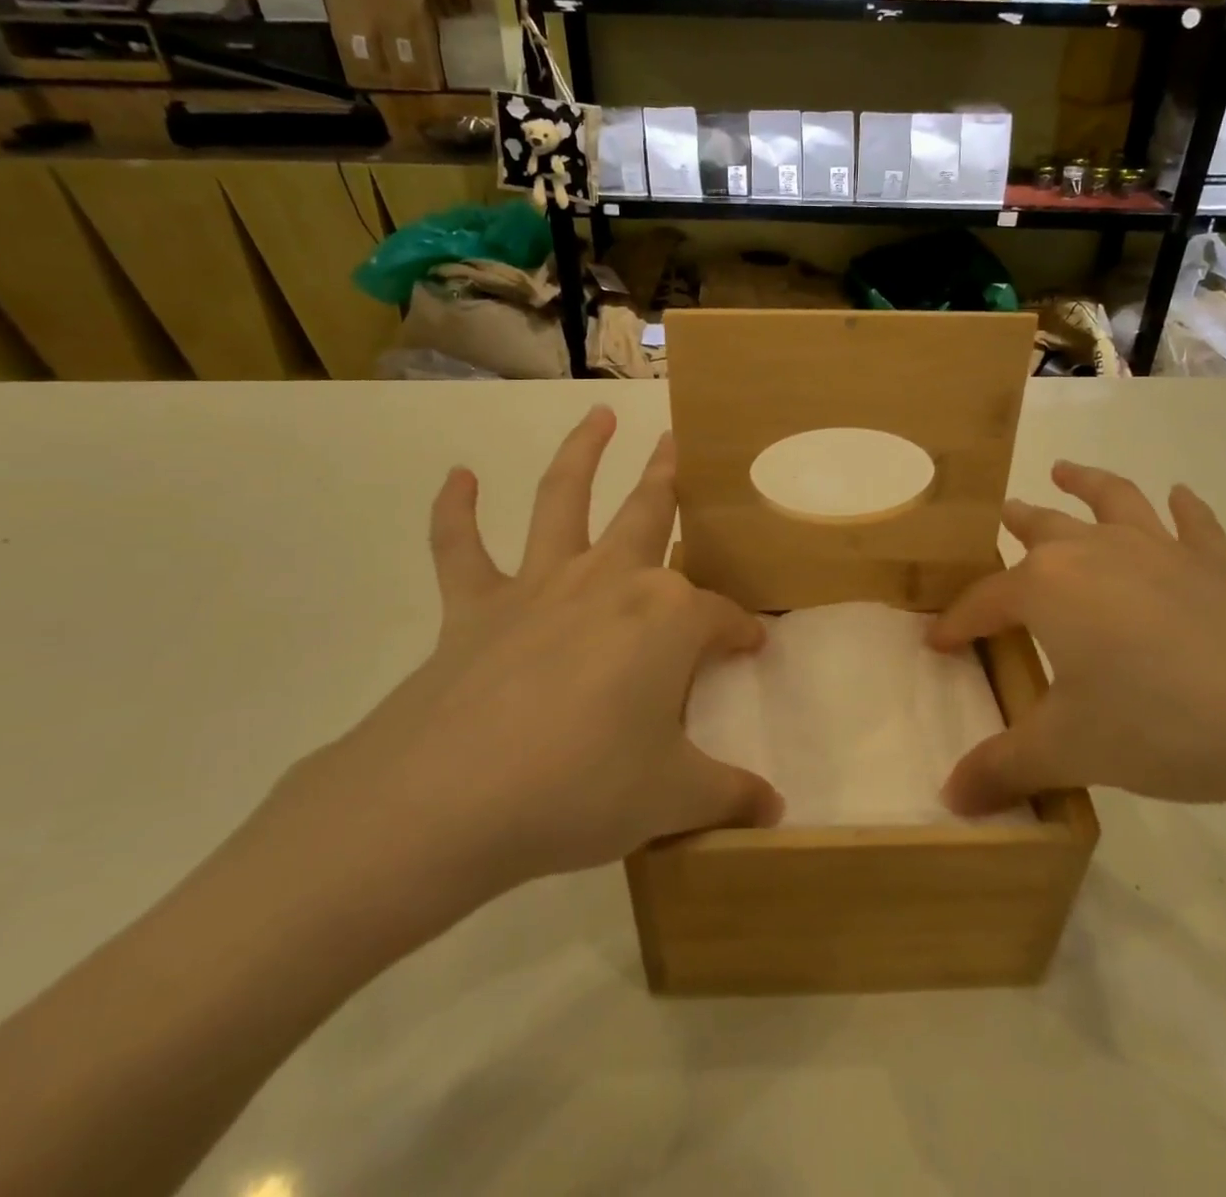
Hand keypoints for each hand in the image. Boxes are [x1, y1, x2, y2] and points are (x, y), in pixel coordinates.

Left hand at [253, 407, 781, 955]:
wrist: (450, 801)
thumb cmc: (582, 789)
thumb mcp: (672, 799)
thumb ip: (729, 797)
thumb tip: (775, 813)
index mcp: (668, 619)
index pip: (722, 617)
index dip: (742, 632)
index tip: (752, 645)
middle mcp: (610, 582)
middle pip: (650, 516)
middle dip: (671, 478)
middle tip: (678, 442)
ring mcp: (539, 586)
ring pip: (563, 499)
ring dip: (581, 452)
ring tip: (597, 414)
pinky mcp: (475, 606)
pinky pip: (460, 548)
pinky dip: (454, 511)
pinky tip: (457, 476)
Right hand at [930, 461, 1225, 824]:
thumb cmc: (1165, 723)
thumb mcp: (1072, 750)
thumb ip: (1004, 768)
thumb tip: (951, 800)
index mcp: (1049, 587)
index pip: (985, 601)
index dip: (957, 622)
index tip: (937, 641)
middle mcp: (1097, 553)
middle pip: (1042, 529)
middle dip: (1014, 525)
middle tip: (997, 517)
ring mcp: (1163, 550)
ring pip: (1111, 501)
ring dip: (1084, 483)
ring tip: (1064, 470)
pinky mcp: (1222, 563)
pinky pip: (1193, 525)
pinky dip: (1182, 508)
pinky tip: (1179, 496)